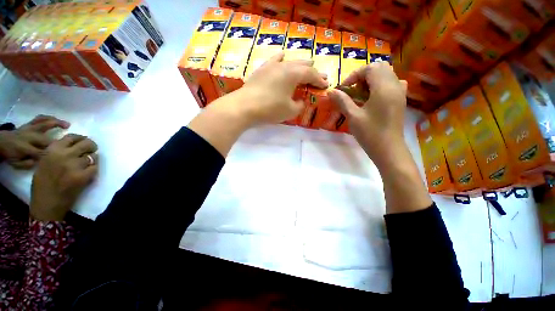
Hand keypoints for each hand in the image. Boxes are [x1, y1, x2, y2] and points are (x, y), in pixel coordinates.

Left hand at [0, 115, 69, 168]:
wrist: (0, 143)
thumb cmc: (11, 155)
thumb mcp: (17, 163)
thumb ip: (28, 164)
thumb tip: (40, 162)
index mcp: (25, 148)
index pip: (42, 153)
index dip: (53, 155)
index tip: (66, 156)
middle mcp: (29, 137)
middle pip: (47, 140)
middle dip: (59, 142)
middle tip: (73, 143)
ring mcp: (30, 128)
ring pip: (44, 124)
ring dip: (57, 124)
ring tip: (67, 125)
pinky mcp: (30, 124)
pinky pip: (40, 118)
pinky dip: (48, 117)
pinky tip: (56, 119)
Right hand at [30, 134, 98, 220]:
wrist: (47, 203)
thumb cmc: (43, 183)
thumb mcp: (44, 161)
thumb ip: (57, 152)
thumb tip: (73, 145)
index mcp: (53, 150)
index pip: (72, 137)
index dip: (80, 139)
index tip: (82, 142)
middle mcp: (65, 154)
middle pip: (87, 143)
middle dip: (91, 146)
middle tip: (90, 150)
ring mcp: (75, 165)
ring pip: (93, 156)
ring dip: (92, 159)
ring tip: (86, 164)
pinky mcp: (84, 176)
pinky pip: (95, 167)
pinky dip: (93, 169)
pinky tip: (88, 172)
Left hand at [237, 51, 327, 124]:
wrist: (244, 107)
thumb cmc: (270, 109)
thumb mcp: (290, 110)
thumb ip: (299, 105)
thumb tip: (301, 101)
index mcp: (293, 74)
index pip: (311, 74)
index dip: (320, 80)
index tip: (326, 85)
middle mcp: (283, 66)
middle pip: (302, 66)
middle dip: (313, 71)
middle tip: (321, 75)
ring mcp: (271, 66)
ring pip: (289, 62)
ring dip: (300, 64)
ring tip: (308, 62)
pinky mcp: (261, 70)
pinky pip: (273, 61)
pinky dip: (280, 58)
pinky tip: (282, 55)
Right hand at [329, 62, 407, 168]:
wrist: (388, 149)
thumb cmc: (370, 133)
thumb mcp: (353, 116)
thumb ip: (342, 101)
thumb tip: (331, 91)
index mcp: (384, 88)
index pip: (370, 68)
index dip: (354, 75)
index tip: (344, 88)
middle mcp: (395, 85)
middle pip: (380, 68)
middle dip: (363, 75)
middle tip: (353, 89)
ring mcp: (400, 92)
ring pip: (387, 74)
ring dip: (372, 79)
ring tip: (361, 94)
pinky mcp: (401, 100)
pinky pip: (392, 83)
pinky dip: (381, 85)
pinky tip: (374, 97)